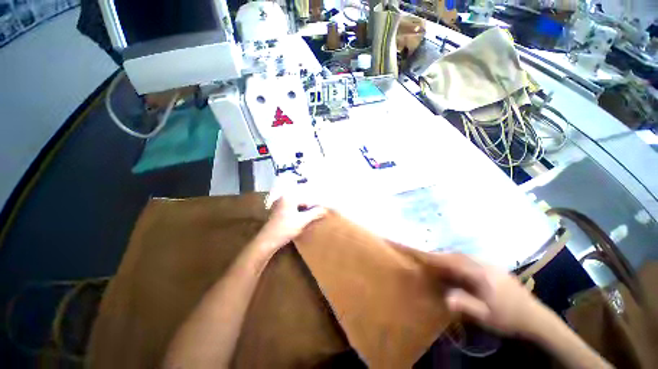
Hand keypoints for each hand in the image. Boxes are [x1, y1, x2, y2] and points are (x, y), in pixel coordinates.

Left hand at [254, 197, 326, 252]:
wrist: (267, 241)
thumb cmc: (285, 229)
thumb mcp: (302, 221)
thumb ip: (315, 213)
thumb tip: (325, 210)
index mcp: (289, 197)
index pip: (307, 198)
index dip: (316, 204)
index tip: (324, 209)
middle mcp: (283, 198)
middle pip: (302, 200)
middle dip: (311, 206)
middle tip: (320, 211)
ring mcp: (279, 204)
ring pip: (297, 205)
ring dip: (305, 210)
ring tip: (314, 215)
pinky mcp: (278, 212)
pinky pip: (292, 209)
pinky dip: (299, 212)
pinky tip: (304, 218)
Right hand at [426, 253, 546, 336]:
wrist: (536, 318)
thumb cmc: (508, 318)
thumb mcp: (485, 316)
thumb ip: (465, 304)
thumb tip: (445, 296)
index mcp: (482, 275)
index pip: (455, 261)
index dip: (438, 257)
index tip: (424, 254)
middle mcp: (486, 265)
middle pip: (460, 255)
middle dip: (443, 255)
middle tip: (431, 259)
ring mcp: (493, 266)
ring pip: (467, 257)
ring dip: (453, 258)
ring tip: (443, 263)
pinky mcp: (497, 269)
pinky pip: (474, 261)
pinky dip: (463, 261)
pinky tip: (461, 270)